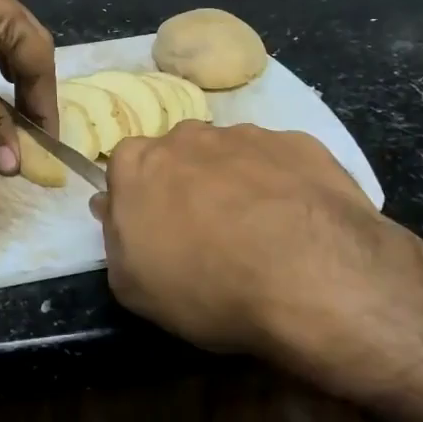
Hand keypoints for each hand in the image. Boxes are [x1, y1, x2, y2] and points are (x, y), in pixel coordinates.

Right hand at [91, 123, 419, 355]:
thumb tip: (111, 206)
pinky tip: (298, 226)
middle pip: (179, 156)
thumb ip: (114, 237)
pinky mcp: (299, 143)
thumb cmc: (206, 286)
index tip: (156, 232)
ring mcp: (246, 135)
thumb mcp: (132, 286)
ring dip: (236, 184)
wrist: (311, 277)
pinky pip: (280, 162)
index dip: (140, 200)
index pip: (125, 168)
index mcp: (138, 162)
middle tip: (207, 235)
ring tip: (261, 235)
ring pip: (231, 156)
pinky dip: (283, 186)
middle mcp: (187, 136)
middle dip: (187, 186)